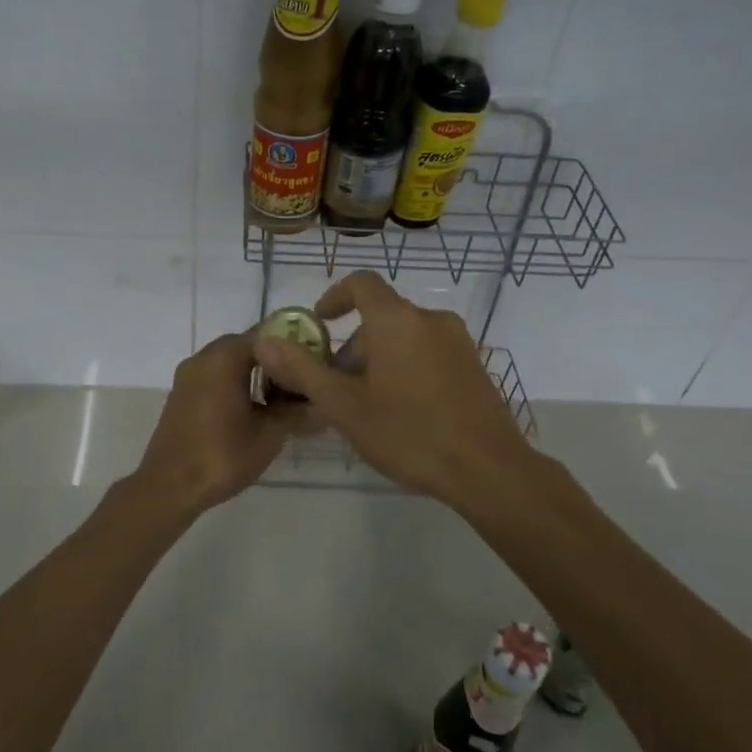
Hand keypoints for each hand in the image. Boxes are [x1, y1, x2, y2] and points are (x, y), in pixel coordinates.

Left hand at [130, 332, 307, 513]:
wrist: (169, 487)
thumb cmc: (222, 455)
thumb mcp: (269, 434)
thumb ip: (296, 411)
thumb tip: (319, 400)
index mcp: (224, 357)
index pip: (267, 335)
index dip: (294, 347)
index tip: (313, 365)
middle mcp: (203, 357)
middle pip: (248, 346)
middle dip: (276, 362)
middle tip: (301, 384)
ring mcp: (188, 375)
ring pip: (230, 362)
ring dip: (255, 374)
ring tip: (281, 400)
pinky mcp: (182, 394)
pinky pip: (215, 377)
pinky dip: (236, 384)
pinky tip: (253, 410)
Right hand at [252, 271, 539, 503]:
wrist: (488, 469)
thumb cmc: (408, 432)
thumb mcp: (344, 405)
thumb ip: (302, 369)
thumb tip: (264, 340)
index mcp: (397, 320)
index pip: (361, 283)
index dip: (334, 297)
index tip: (319, 324)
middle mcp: (430, 319)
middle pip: (382, 317)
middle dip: (353, 345)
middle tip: (337, 387)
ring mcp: (458, 342)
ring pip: (405, 337)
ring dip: (379, 359)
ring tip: (368, 405)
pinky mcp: (474, 365)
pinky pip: (429, 352)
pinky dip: (407, 366)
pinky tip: (403, 411)